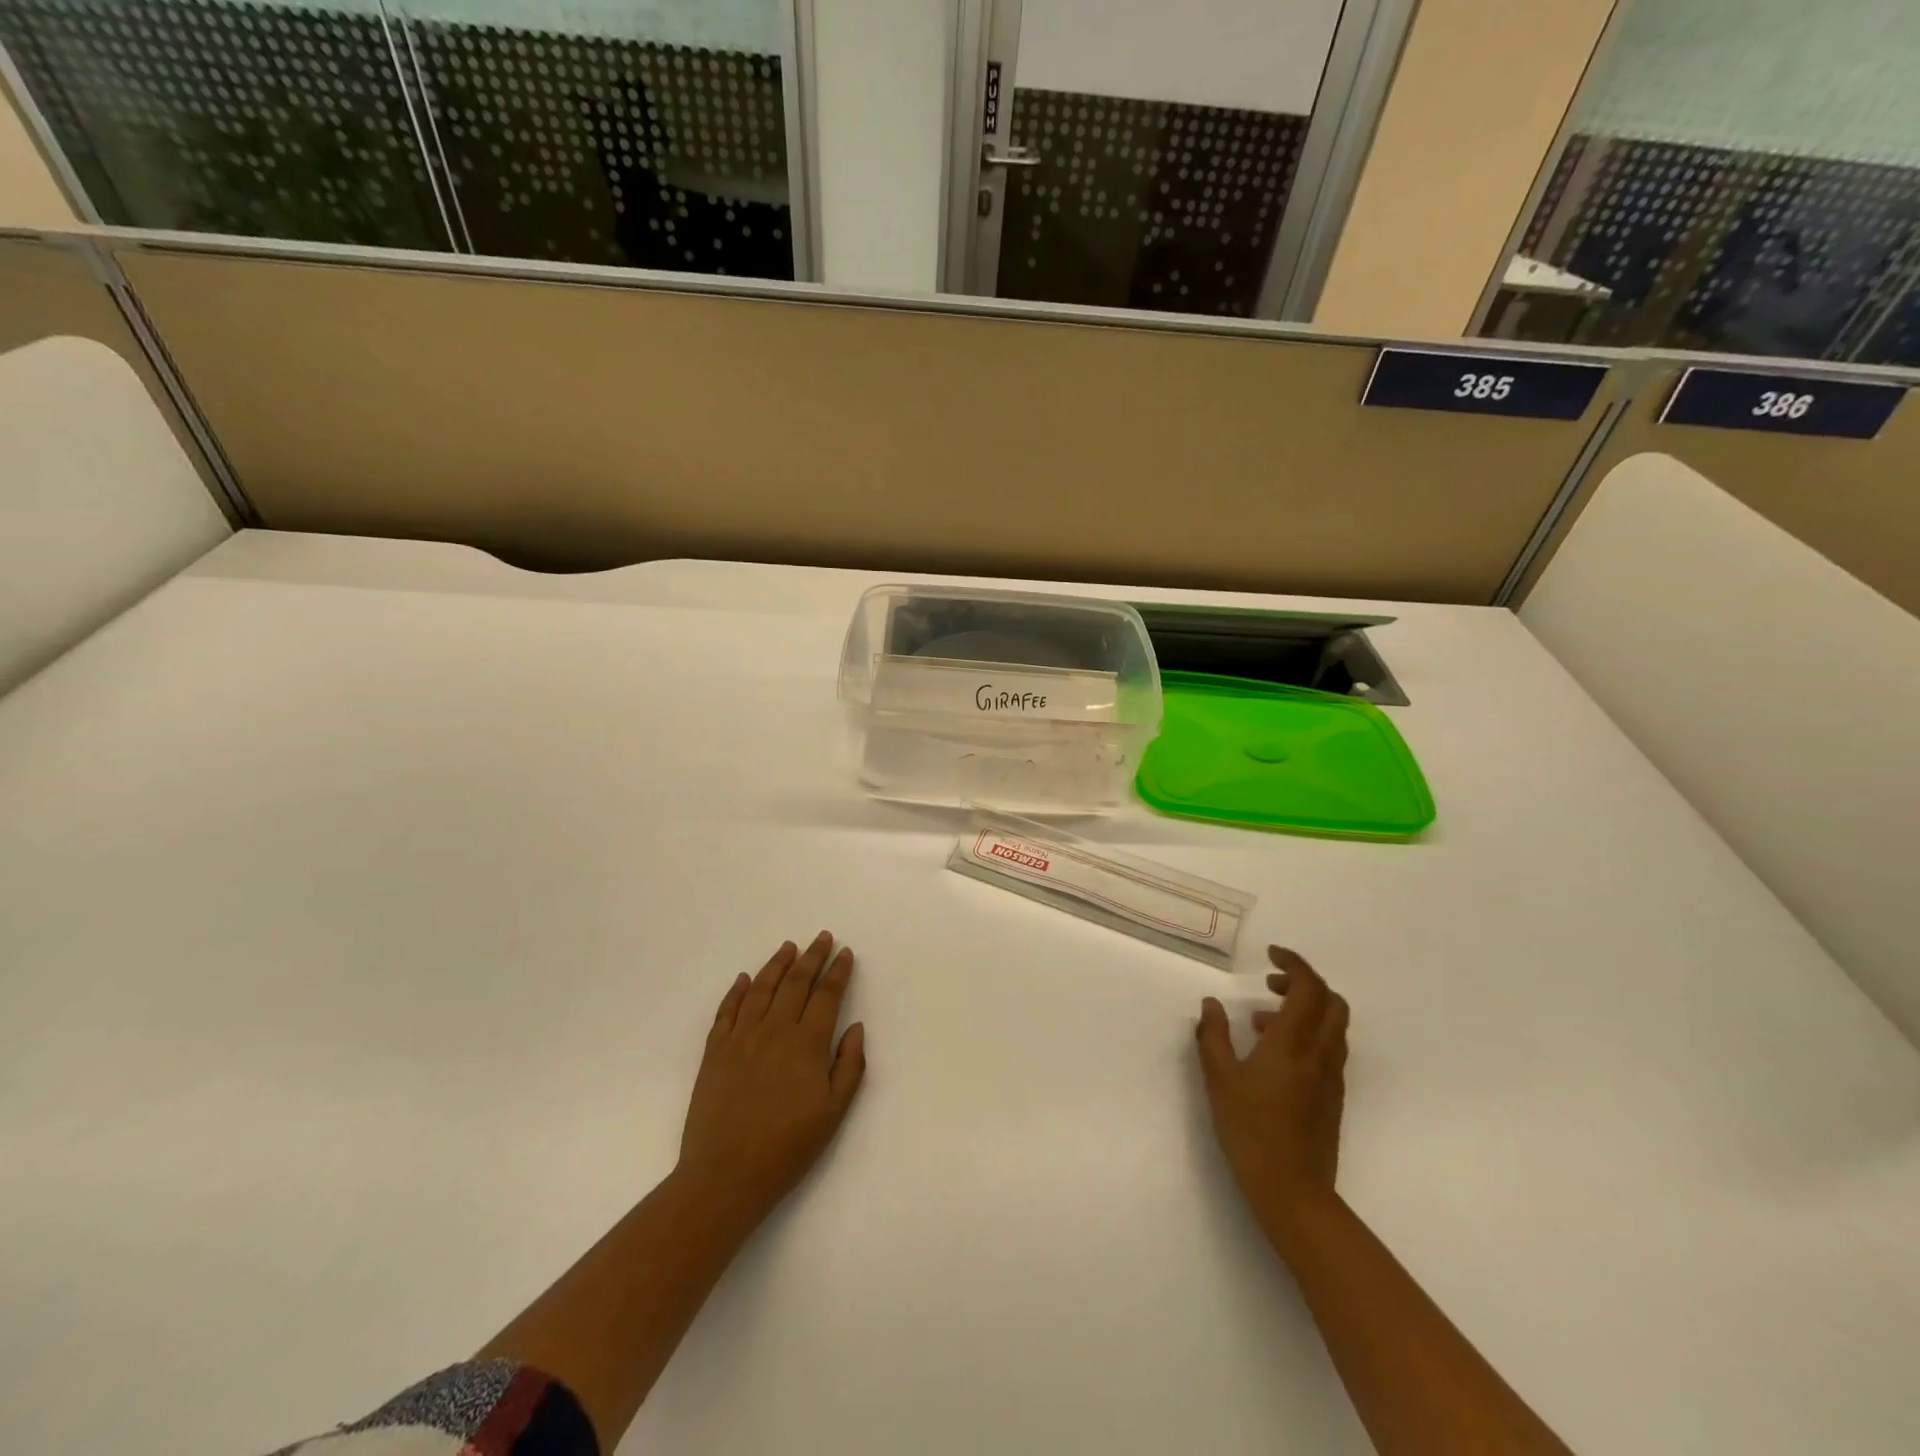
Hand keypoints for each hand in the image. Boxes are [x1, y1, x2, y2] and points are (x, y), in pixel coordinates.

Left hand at [676, 932, 866, 1226]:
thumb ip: (849, 1066)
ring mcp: (741, 1038)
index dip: (838, 972)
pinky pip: (726, 1011)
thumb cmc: (787, 1148)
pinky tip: (744, 978)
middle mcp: (775, 1030)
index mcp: (807, 1044)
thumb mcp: (833, 1113)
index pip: (826, 995)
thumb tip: (856, 1027)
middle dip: (812, 957)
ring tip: (788, 947)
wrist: (726, 1175)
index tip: (845, 953)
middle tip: (822, 937)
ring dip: (777, 964)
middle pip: (796, 983)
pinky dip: (736, 991)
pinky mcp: (714, 1052)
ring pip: (761, 989)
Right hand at [1195, 946, 1348, 1230]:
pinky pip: (1328, 1049)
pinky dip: (1307, 1034)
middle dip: (1304, 983)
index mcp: (1293, 1043)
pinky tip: (1274, 1055)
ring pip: (1333, 1026)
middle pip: (1331, 1001)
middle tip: (1270, 984)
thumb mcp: (1220, 1079)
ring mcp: (1331, 1077)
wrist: (1294, 1192)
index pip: (1308, 987)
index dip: (1294, 963)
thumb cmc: (1251, 1130)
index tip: (1271, 954)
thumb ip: (1213, 1036)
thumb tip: (1211, 1004)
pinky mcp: (1332, 1097)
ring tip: (1261, 1020)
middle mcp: (1320, 1053)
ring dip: (1306, 1009)